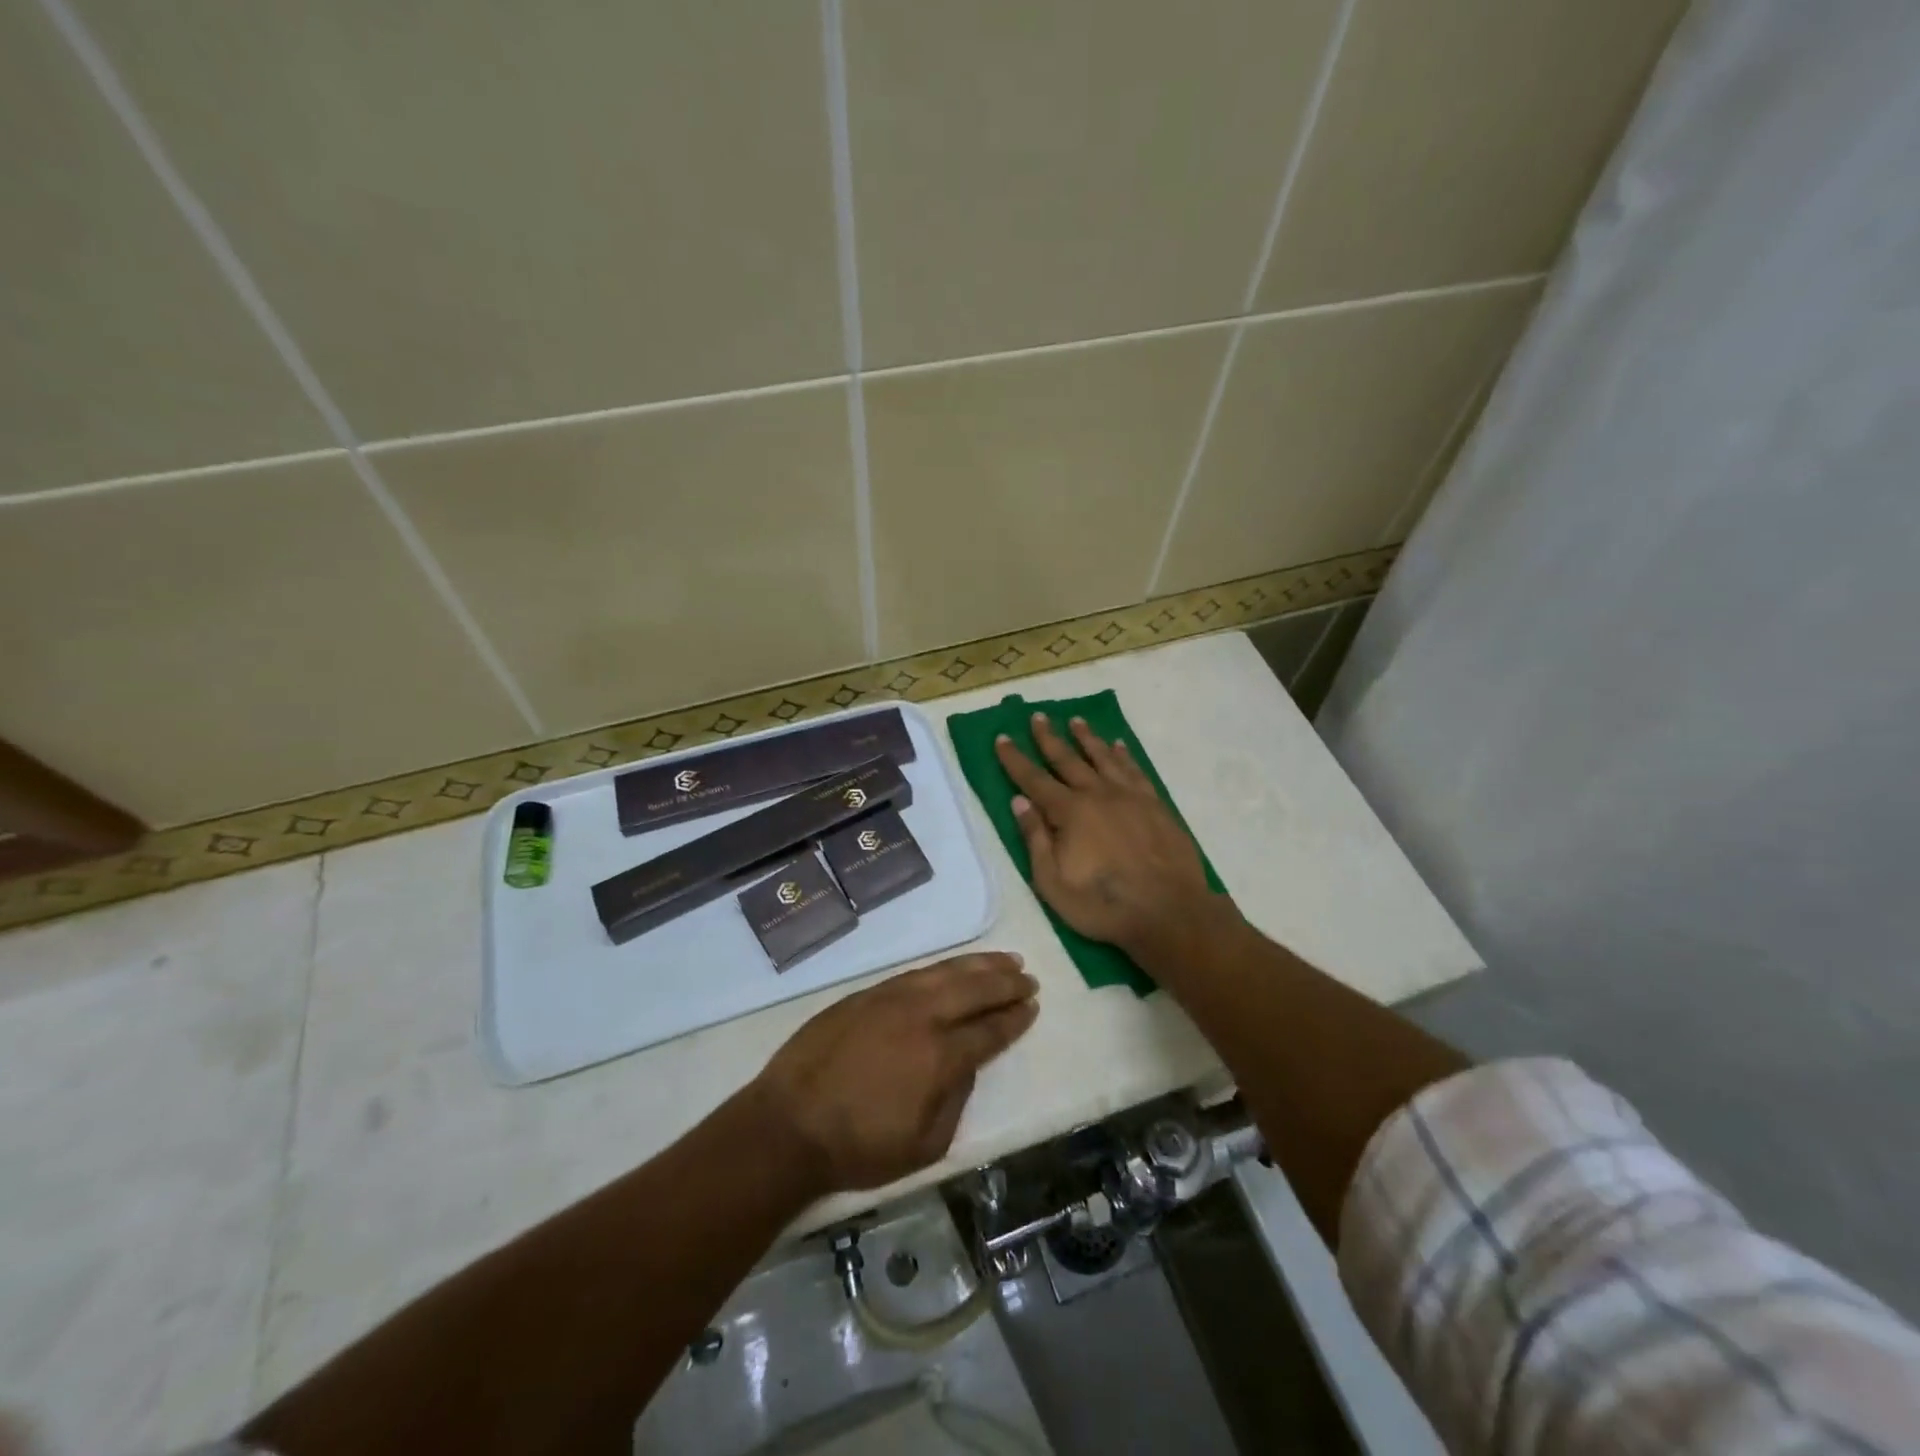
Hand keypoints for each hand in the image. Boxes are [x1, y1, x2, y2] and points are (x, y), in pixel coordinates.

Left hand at [750, 953, 1037, 1193]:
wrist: (788, 1125)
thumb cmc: (858, 1146)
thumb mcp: (924, 1146)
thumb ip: (955, 1101)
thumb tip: (965, 1066)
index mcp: (939, 1057)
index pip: (988, 1030)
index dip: (1014, 1019)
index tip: (1032, 1006)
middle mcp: (921, 1017)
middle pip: (974, 990)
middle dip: (1005, 983)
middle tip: (1027, 978)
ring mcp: (891, 999)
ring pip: (946, 972)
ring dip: (979, 965)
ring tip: (1004, 960)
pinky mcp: (866, 994)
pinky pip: (916, 973)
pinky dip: (943, 967)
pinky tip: (954, 968)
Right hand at [995, 714, 1219, 957]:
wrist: (1168, 911)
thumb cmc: (1103, 904)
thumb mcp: (1053, 882)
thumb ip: (1035, 839)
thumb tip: (1019, 800)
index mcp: (1070, 812)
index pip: (1034, 779)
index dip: (1015, 759)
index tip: (1002, 738)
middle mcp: (1098, 795)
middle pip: (1068, 760)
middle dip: (1049, 738)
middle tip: (1038, 716)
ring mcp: (1130, 797)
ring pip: (1103, 758)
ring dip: (1087, 738)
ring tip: (1076, 721)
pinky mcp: (1155, 805)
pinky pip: (1135, 770)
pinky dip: (1124, 755)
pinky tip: (1118, 746)